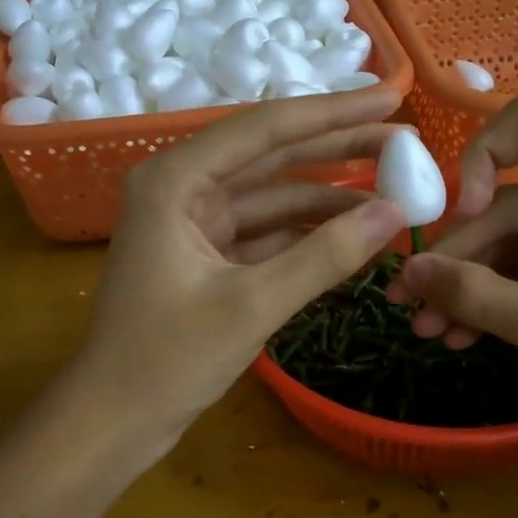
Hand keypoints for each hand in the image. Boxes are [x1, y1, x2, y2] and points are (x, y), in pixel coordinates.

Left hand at [72, 89, 408, 445]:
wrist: (113, 419)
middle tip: (404, 142)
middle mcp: (182, 187)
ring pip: (273, 195)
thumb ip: (324, 256)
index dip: (334, 112)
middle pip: (272, 155)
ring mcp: (194, 221)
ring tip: (395, 192)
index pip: (266, 129)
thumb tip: (394, 213)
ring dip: (328, 196)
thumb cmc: (166, 360)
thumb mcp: (252, 305)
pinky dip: (306, 233)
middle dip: (338, 149)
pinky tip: (355, 234)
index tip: (391, 98)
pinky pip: (266, 231)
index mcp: (175, 179)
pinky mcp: (206, 254)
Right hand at [385, 90, 517, 462]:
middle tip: (408, 304)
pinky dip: (503, 300)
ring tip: (427, 332)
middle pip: (511, 203)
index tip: (462, 218)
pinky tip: (464, 336)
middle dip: (458, 257)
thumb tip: (409, 273)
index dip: (481, 157)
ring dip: (472, 286)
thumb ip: (481, 299)